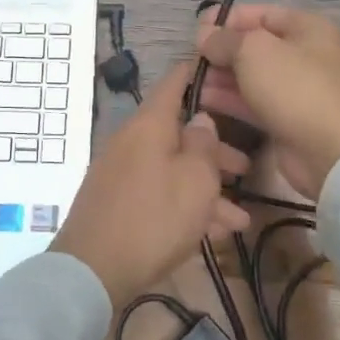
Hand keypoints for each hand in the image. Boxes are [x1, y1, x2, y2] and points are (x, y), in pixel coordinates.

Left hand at [50, 62, 250, 309]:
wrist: (93, 269)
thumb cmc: (154, 217)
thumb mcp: (195, 180)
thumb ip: (204, 145)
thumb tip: (200, 119)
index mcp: (149, 125)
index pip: (174, 83)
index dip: (199, 73)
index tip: (223, 69)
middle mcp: (133, 142)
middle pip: (179, 134)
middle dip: (216, 152)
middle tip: (246, 167)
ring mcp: (122, 173)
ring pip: (173, 170)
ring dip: (207, 190)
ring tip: (240, 218)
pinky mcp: (118, 204)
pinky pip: (159, 195)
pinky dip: (185, 208)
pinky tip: (214, 234)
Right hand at [195, 5, 339, 201]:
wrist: (331, 151)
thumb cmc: (294, 87)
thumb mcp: (253, 51)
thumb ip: (225, 39)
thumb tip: (205, 36)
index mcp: (307, 28)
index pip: (260, 13)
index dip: (227, 19)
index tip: (197, 30)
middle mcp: (305, 54)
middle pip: (254, 46)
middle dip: (221, 51)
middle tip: (191, 60)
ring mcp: (297, 89)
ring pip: (251, 75)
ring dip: (221, 76)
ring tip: (192, 81)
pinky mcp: (287, 118)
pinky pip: (253, 101)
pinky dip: (229, 99)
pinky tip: (202, 100)